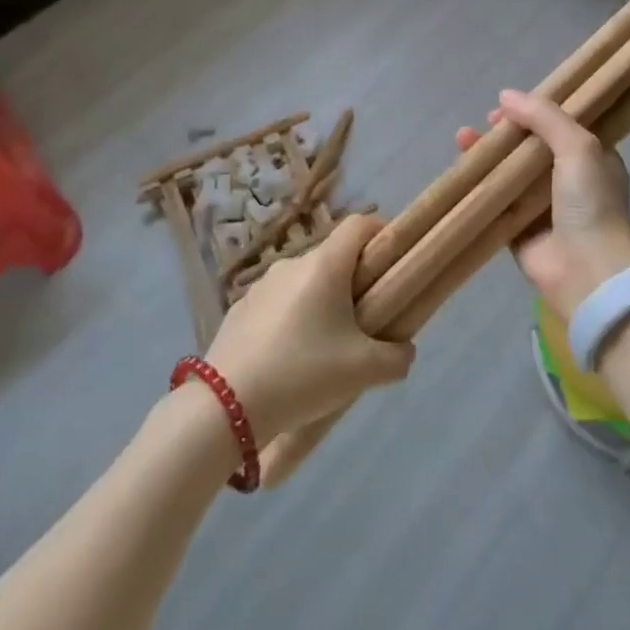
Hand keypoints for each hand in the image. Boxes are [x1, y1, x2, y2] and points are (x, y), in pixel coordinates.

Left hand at [204, 214, 414, 441]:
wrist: (226, 405)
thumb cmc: (303, 374)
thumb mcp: (364, 371)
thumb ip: (397, 357)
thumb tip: (404, 349)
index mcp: (325, 265)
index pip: (359, 224)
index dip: (382, 233)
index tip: (395, 262)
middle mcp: (292, 264)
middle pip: (333, 257)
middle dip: (355, 280)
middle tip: (367, 320)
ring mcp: (261, 285)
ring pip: (304, 283)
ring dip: (321, 302)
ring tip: (327, 348)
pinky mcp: (240, 309)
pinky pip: (278, 305)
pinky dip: (292, 320)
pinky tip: (290, 360)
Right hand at [456, 89, 629, 316]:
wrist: (587, 271)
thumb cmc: (590, 203)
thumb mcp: (578, 146)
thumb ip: (544, 116)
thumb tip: (505, 95)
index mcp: (592, 160)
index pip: (559, 126)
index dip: (534, 113)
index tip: (508, 107)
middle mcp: (568, 182)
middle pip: (529, 148)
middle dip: (505, 134)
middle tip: (485, 124)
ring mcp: (542, 208)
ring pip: (508, 173)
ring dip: (487, 156)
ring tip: (462, 139)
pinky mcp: (518, 231)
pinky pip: (494, 203)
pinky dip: (478, 187)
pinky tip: (460, 172)